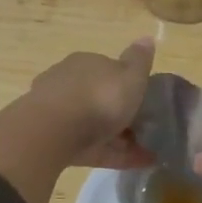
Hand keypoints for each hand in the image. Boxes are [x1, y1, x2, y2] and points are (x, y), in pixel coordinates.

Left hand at [24, 38, 156, 168]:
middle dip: (121, 114)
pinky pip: (92, 147)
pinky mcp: (57, 141)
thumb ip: (140, 60)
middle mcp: (69, 83)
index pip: (109, 70)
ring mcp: (59, 114)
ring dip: (121, 138)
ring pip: (95, 125)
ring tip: (148, 155)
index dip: (128, 86)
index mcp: (86, 63)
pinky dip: (113, 154)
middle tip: (148, 131)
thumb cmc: (99, 97)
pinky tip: (136, 164)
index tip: (147, 102)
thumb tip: (147, 38)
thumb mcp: (130, 75)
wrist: (53, 131)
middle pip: (100, 98)